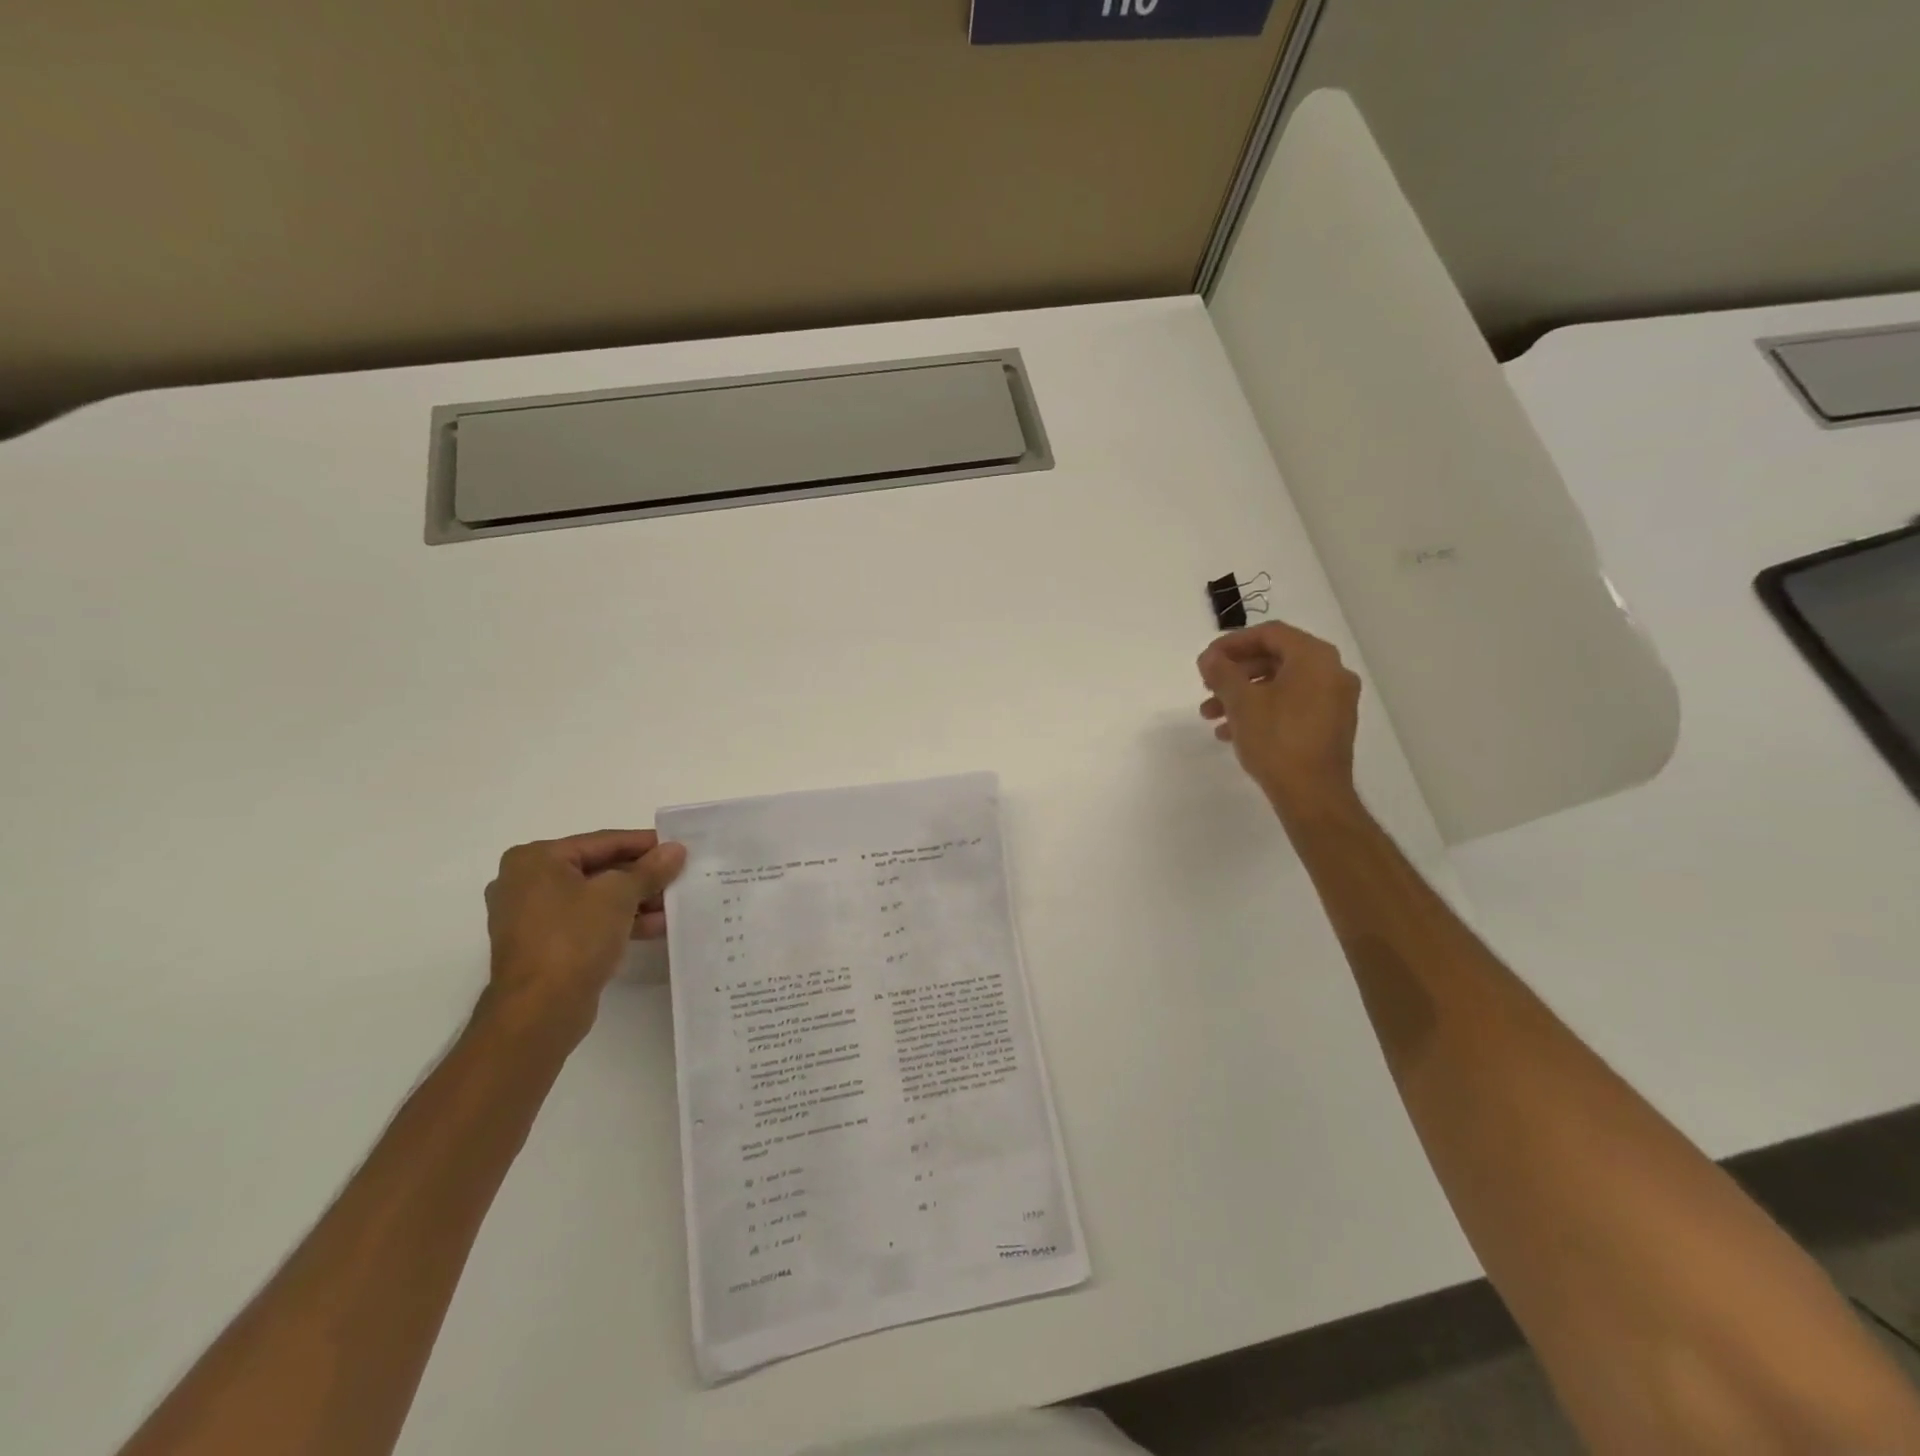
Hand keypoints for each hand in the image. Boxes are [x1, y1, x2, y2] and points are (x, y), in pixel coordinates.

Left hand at [482, 829, 686, 1037]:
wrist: (539, 1011)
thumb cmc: (573, 938)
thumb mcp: (619, 895)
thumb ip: (650, 870)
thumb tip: (675, 850)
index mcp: (535, 859)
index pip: (603, 842)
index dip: (645, 844)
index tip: (679, 847)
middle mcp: (526, 883)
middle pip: (598, 869)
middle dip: (642, 876)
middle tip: (680, 875)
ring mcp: (532, 917)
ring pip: (595, 898)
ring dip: (636, 901)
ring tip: (675, 904)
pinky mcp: (543, 946)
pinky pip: (588, 922)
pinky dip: (619, 921)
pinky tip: (657, 927)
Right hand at [1198, 621, 1362, 821]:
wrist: (1313, 795)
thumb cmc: (1277, 740)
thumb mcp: (1241, 701)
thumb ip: (1222, 672)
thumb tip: (1209, 658)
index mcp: (1314, 658)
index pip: (1270, 633)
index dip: (1232, 643)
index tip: (1205, 661)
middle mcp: (1331, 672)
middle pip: (1274, 659)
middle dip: (1235, 673)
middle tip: (1207, 687)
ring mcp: (1335, 701)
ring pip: (1280, 685)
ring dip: (1243, 695)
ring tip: (1212, 716)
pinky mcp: (1331, 726)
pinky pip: (1291, 705)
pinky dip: (1262, 710)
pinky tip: (1233, 731)